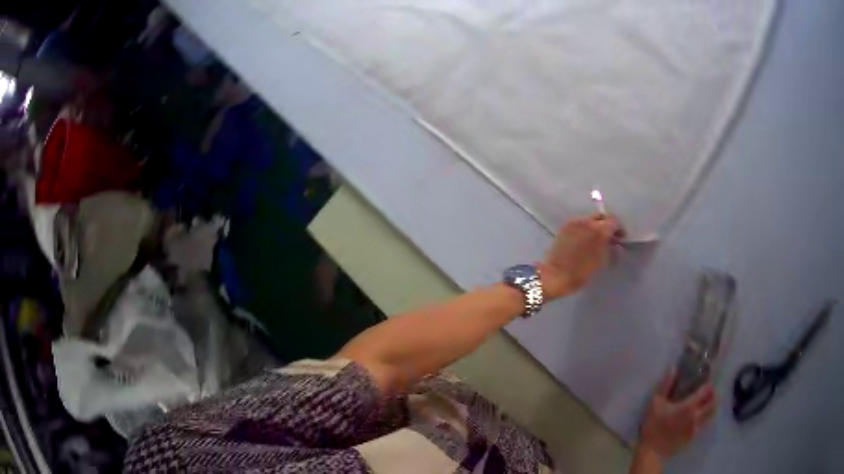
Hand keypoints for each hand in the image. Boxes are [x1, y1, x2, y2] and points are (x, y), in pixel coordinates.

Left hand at [539, 214, 621, 298]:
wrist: (555, 275)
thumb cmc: (581, 272)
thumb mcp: (601, 262)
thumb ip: (611, 250)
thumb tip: (616, 244)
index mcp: (599, 230)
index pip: (614, 221)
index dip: (619, 229)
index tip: (620, 238)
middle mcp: (587, 221)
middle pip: (601, 217)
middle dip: (607, 225)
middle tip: (610, 238)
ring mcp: (574, 222)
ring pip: (590, 219)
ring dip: (596, 227)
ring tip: (596, 240)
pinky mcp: (565, 226)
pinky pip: (580, 223)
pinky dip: (585, 229)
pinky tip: (584, 241)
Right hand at [637, 372, 717, 461]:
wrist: (652, 452)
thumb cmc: (653, 426)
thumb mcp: (655, 403)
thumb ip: (666, 386)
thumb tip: (673, 369)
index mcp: (689, 405)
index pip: (707, 390)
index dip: (708, 383)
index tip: (706, 379)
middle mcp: (697, 415)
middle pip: (714, 401)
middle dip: (713, 394)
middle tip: (709, 391)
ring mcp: (696, 427)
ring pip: (712, 413)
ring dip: (712, 406)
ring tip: (706, 403)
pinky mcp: (693, 437)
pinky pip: (704, 423)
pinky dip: (705, 417)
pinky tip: (697, 417)